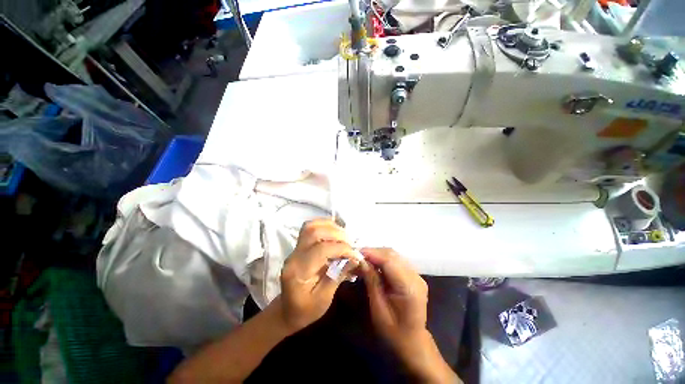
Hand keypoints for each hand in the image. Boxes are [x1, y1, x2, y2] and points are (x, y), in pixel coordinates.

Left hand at [278, 219, 358, 332]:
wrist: (286, 310)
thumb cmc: (304, 311)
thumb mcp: (324, 299)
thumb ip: (338, 276)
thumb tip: (354, 258)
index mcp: (299, 271)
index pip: (321, 249)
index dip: (342, 248)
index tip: (356, 255)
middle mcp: (294, 255)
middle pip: (314, 232)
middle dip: (337, 234)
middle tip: (351, 243)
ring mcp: (295, 248)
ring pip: (311, 226)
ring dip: (330, 227)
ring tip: (344, 236)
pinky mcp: (299, 246)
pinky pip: (310, 228)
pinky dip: (324, 225)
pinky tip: (335, 232)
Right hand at [360, 248, 459, 383]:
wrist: (413, 341)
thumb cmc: (393, 331)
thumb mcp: (378, 308)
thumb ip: (372, 281)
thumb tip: (362, 261)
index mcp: (409, 288)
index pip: (390, 261)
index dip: (372, 253)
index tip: (356, 252)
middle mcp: (416, 277)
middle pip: (393, 255)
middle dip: (374, 252)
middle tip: (358, 256)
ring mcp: (417, 275)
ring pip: (394, 255)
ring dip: (378, 255)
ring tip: (363, 260)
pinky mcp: (414, 276)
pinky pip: (397, 261)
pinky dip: (383, 260)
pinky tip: (374, 264)